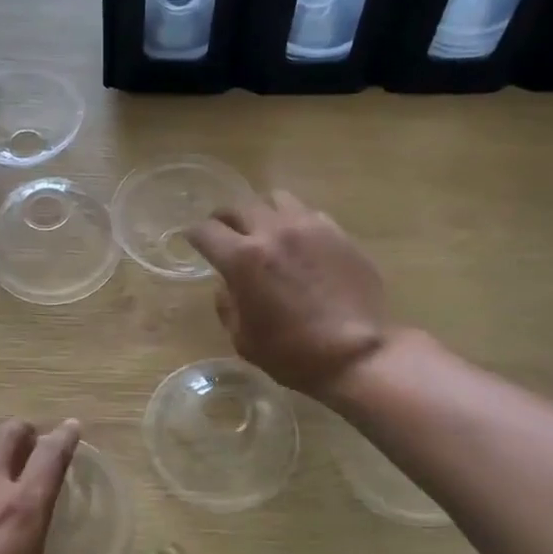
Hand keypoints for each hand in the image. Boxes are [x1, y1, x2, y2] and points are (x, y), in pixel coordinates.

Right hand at [186, 190, 393, 398]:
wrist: (358, 354)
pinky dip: (295, 223)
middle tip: (226, 233)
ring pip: (276, 199)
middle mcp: (273, 232)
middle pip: (239, 206)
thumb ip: (228, 303)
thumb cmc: (292, 354)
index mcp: (243, 258)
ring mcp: (310, 227)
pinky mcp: (339, 233)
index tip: (194, 241)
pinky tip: (300, 244)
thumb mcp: (243, 339)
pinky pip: (309, 214)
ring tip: (265, 231)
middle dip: (225, 219)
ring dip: (263, 213)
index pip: (205, 231)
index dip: (194, 235)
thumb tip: (228, 284)